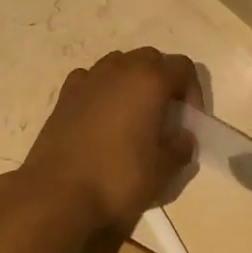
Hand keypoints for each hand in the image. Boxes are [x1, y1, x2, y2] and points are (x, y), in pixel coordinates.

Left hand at [17, 49, 198, 231]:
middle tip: (164, 115)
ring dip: (132, 81)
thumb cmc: (118, 178)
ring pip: (119, 64)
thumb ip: (181, 147)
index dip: (193, 91)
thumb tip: (182, 137)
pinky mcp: (65, 94)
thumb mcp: (163, 170)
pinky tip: (102, 117)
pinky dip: (102, 89)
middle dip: (163, 81)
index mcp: (149, 80)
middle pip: (151, 59)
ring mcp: (88, 78)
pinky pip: (92, 79)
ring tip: (133, 115)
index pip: (183, 67)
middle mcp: (119, 69)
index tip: (188, 121)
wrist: (58, 193)